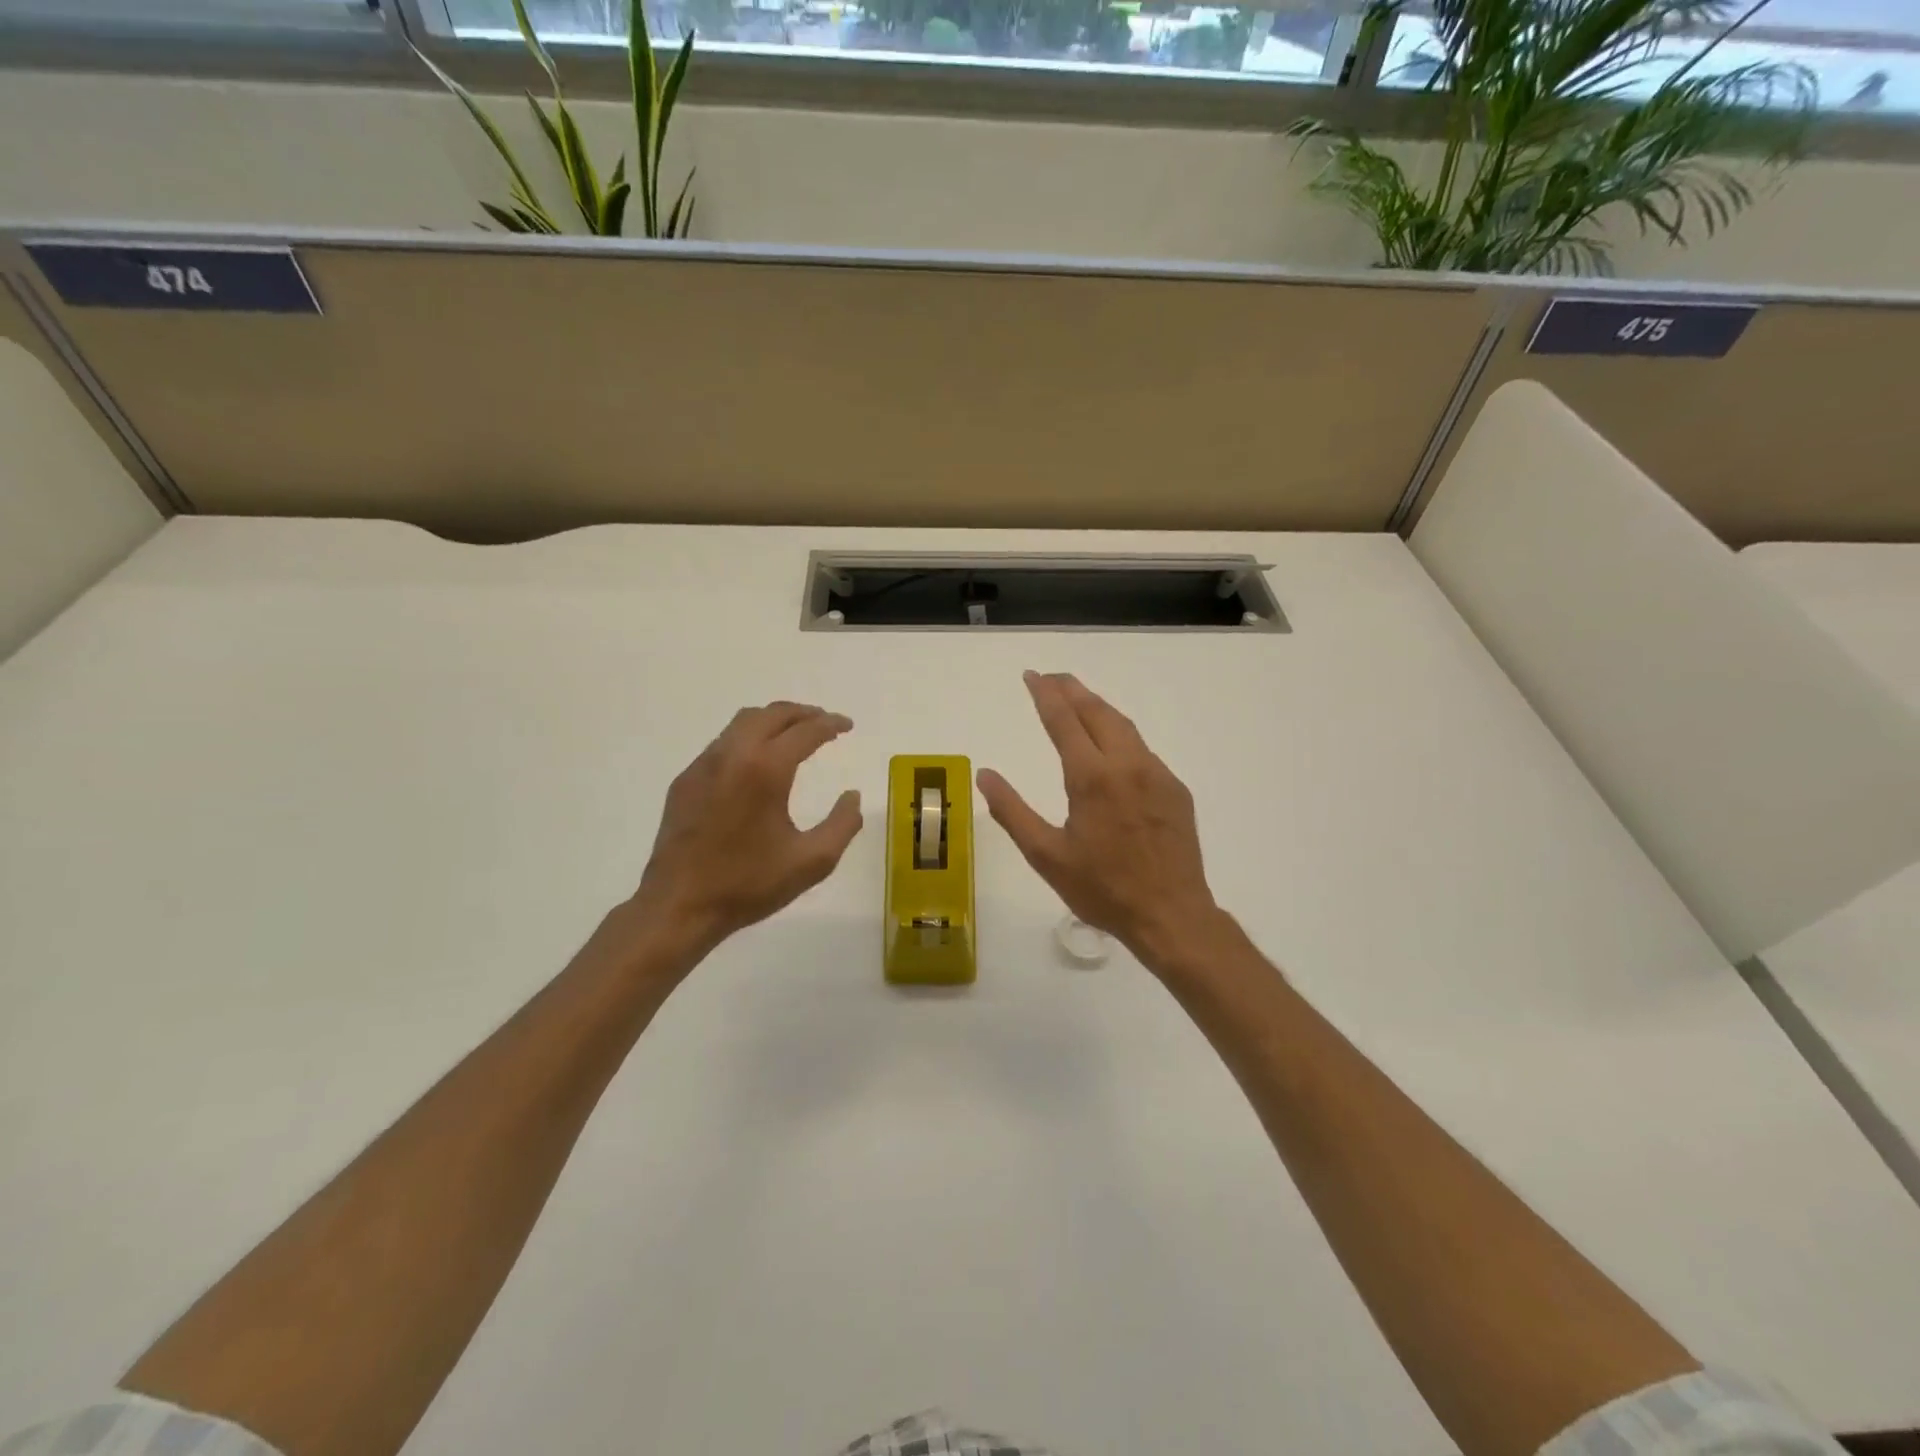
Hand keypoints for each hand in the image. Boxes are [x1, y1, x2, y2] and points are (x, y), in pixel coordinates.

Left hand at [631, 702, 863, 954]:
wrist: (679, 906)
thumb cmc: (749, 884)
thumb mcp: (812, 862)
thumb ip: (843, 824)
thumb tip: (852, 795)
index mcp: (765, 770)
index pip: (804, 731)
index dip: (830, 724)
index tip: (847, 726)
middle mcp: (732, 755)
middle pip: (770, 714)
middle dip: (802, 713)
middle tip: (824, 722)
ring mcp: (703, 766)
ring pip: (742, 723)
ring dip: (773, 721)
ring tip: (793, 735)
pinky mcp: (685, 781)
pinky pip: (721, 744)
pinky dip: (747, 739)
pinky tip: (756, 764)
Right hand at [979, 672, 1220, 967]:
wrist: (1171, 915)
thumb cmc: (1102, 889)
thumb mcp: (1046, 855)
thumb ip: (1012, 811)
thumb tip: (985, 775)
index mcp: (1091, 777)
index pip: (1063, 720)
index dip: (1045, 694)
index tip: (1032, 675)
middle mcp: (1127, 765)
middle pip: (1097, 712)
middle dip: (1072, 689)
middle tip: (1052, 678)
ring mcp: (1157, 774)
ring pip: (1124, 726)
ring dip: (1098, 708)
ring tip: (1078, 700)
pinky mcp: (1175, 789)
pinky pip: (1143, 750)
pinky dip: (1120, 735)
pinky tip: (1112, 747)